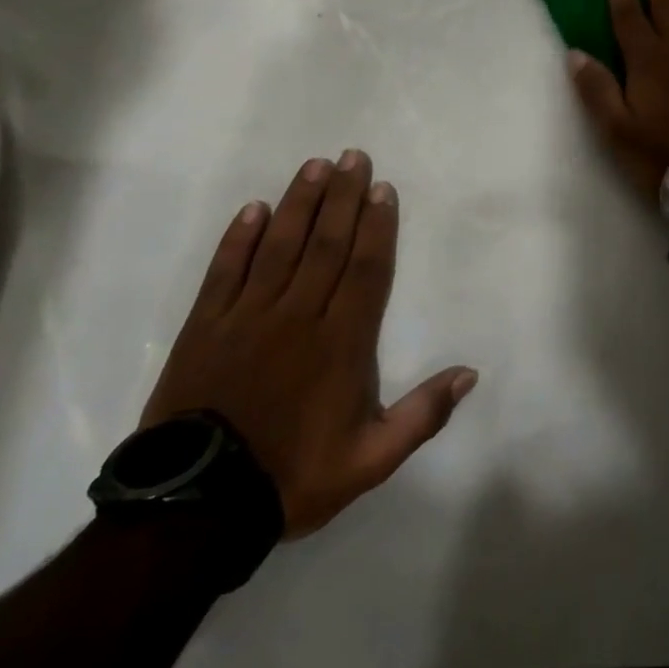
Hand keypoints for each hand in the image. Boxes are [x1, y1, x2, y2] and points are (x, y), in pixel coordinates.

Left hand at [142, 151, 476, 538]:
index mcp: (342, 342)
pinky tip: (253, 209)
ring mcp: (248, 317)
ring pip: (280, 247)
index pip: (366, 269)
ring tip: (314, 166)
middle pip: (326, 244)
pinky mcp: (205, 327)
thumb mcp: (371, 460)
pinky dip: (239, 238)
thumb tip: (470, 373)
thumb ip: (423, 415)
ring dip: (299, 203)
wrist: (198, 510)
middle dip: (343, 197)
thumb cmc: (293, 477)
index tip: (383, 189)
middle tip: (353, 157)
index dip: (377, 226)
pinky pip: (225, 271)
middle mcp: (299, 316)